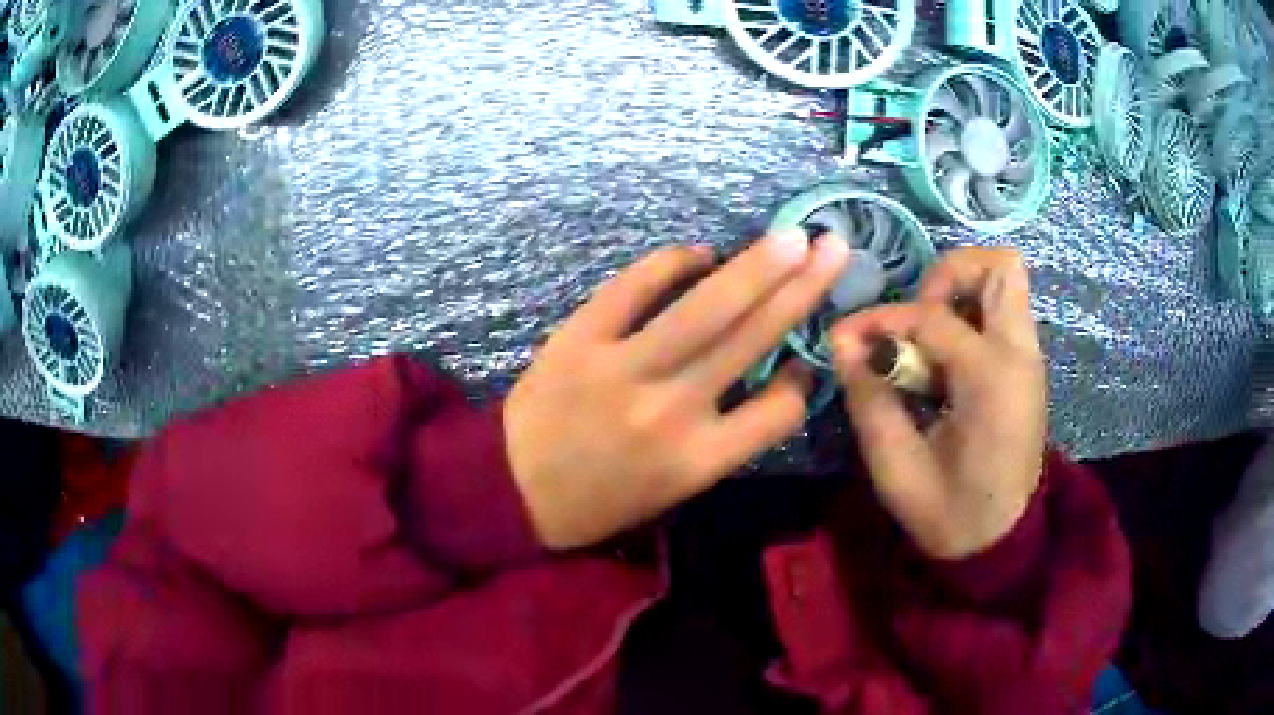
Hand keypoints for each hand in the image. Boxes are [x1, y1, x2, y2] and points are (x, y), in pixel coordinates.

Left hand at [505, 232, 849, 549]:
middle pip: (752, 339)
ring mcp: (624, 369)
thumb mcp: (673, 492)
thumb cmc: (598, 501)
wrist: (510, 490)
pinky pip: (635, 286)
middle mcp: (671, 411)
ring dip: (755, 267)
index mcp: (696, 462)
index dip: (800, 383)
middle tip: (833, 248)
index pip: (778, 411)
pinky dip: (671, 263)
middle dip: (801, 289)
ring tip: (791, 238)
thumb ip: (725, 441)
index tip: (800, 363)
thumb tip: (772, 377)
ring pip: (705, 308)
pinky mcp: (580, 338)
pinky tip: (699, 253)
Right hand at [830, 248, 1046, 559]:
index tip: (845, 340)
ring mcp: (1029, 357)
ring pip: (1005, 281)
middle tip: (914, 320)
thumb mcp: (896, 467)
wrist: (1000, 542)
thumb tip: (842, 342)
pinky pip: (1001, 312)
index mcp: (992, 380)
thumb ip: (870, 398)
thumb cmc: (950, 513)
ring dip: (960, 291)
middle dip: (946, 276)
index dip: (882, 320)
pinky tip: (942, 360)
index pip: (933, 317)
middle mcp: (1020, 354)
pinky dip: (969, 316)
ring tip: (925, 337)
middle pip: (998, 266)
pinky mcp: (1026, 366)